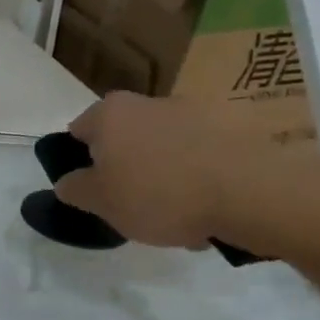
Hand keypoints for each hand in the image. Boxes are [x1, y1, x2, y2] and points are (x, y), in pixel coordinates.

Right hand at [54, 92, 259, 247]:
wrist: (250, 192)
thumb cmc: (159, 194)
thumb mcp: (100, 202)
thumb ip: (74, 189)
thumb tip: (69, 180)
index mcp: (110, 113)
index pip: (78, 132)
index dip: (80, 164)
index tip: (94, 192)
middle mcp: (148, 101)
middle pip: (124, 139)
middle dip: (126, 170)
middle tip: (133, 208)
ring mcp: (193, 111)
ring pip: (164, 150)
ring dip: (164, 176)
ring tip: (178, 218)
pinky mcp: (232, 128)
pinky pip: (200, 156)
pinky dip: (198, 178)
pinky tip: (208, 210)